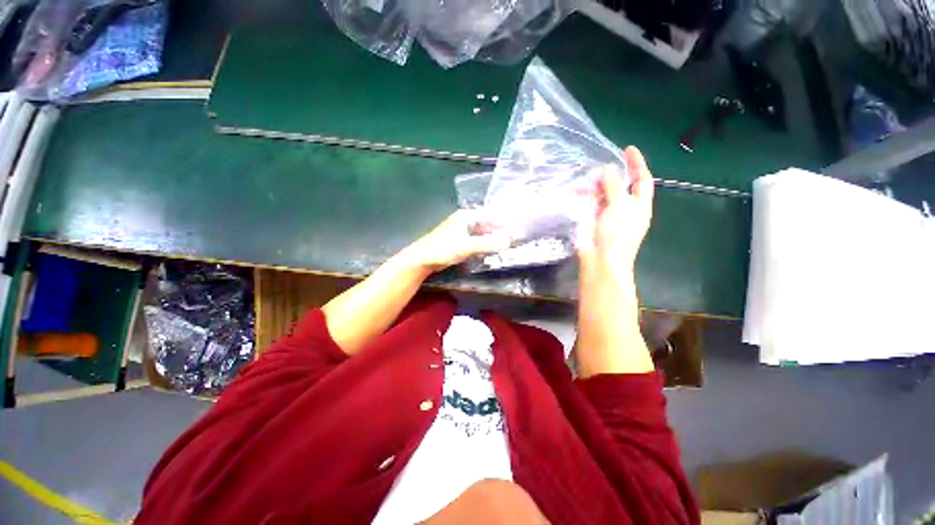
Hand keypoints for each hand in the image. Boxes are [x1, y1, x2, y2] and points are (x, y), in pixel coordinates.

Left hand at [400, 210, 511, 272]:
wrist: (422, 259)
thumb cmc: (443, 249)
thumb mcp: (467, 246)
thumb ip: (488, 243)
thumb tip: (509, 241)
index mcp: (466, 216)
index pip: (491, 215)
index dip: (504, 221)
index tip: (518, 227)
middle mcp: (465, 221)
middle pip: (487, 224)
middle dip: (500, 231)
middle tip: (516, 239)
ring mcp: (462, 231)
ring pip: (483, 233)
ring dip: (493, 239)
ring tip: (508, 245)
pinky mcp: (459, 241)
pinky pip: (477, 241)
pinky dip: (485, 245)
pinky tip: (493, 251)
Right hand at [576, 146, 654, 275]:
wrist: (600, 260)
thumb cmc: (617, 234)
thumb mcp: (619, 207)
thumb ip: (614, 186)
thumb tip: (608, 168)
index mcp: (639, 206)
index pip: (642, 180)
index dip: (637, 164)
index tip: (627, 149)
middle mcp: (625, 209)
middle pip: (620, 186)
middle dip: (611, 176)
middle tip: (597, 168)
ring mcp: (607, 215)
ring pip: (602, 194)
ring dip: (595, 186)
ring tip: (585, 180)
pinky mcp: (592, 221)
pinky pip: (590, 204)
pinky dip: (585, 197)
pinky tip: (578, 192)